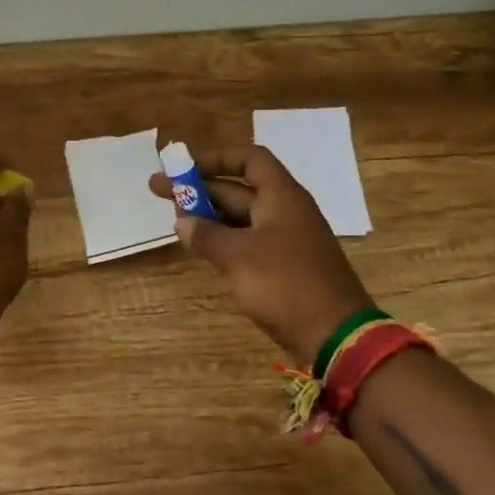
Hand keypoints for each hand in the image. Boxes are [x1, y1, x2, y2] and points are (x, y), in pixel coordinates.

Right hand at [150, 144, 374, 365]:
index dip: (217, 158)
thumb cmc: (287, 284)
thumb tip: (182, 222)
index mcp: (282, 197)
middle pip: (239, 189)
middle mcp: (285, 212)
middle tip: (158, 189)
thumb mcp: (239, 256)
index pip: (250, 160)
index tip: (184, 166)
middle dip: (199, 188)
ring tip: (174, 219)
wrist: (336, 336)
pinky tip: (199, 247)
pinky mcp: (282, 268)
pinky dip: (222, 240)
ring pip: (240, 218)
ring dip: (208, 215)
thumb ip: (207, 235)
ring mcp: (285, 241)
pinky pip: (247, 242)